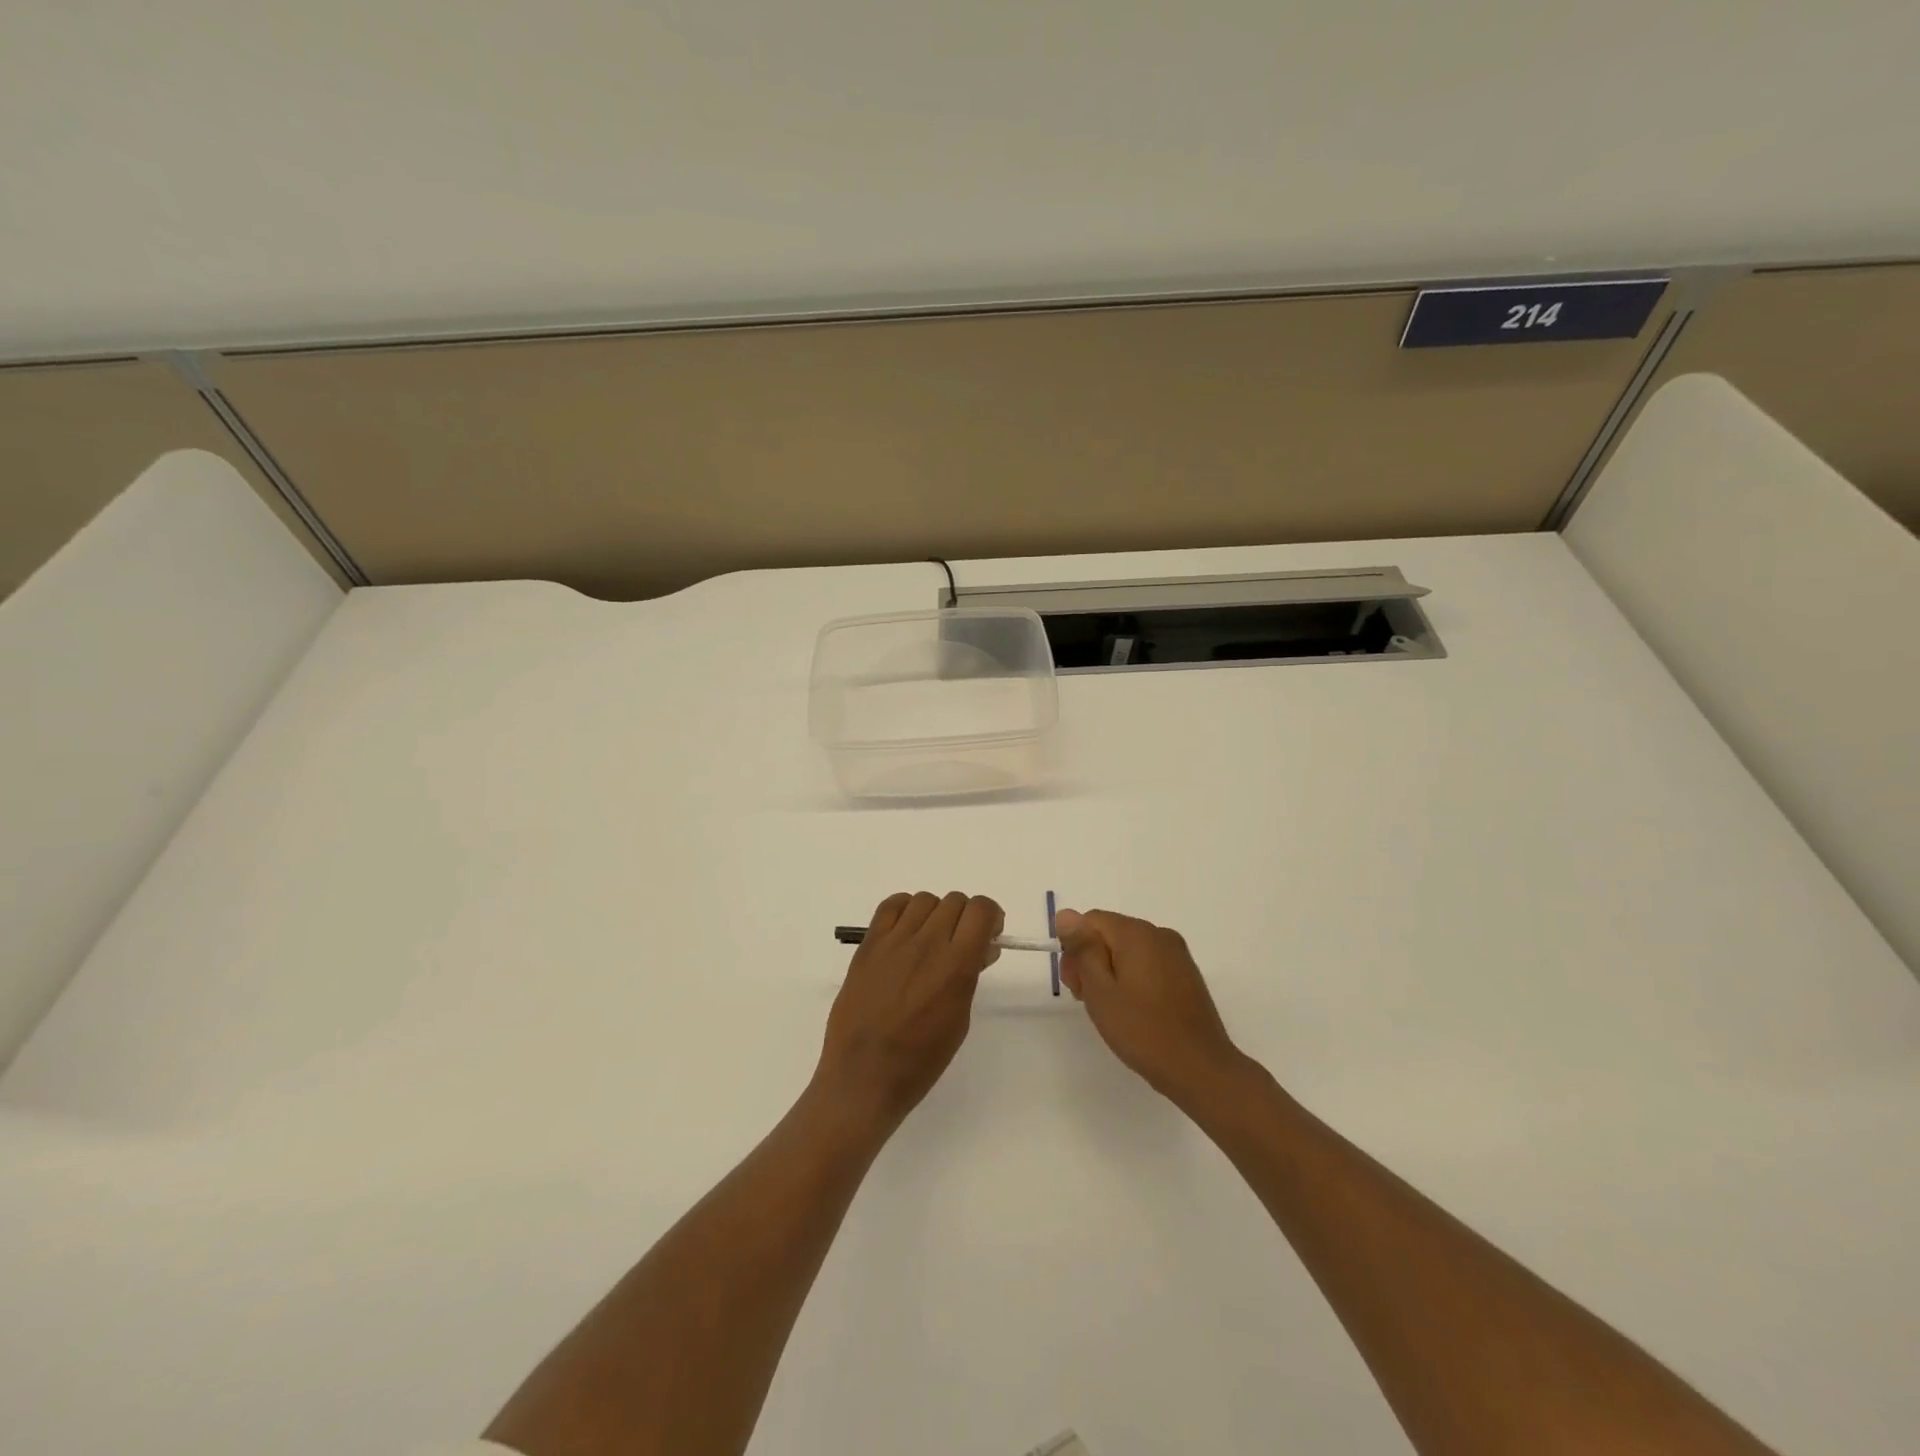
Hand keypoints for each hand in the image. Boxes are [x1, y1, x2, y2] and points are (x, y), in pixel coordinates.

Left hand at [816, 891, 1002, 1132]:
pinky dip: (904, 909)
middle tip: (960, 943)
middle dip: (965, 917)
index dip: (990, 916)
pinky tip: (906, 931)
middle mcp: (927, 944)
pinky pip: (891, 905)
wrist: (864, 1075)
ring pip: (925, 899)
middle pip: (955, 900)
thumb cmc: (920, 1059)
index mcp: (956, 966)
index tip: (988, 934)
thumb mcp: (959, 1019)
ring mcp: (894, 941)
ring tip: (930, 940)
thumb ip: (970, 976)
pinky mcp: (868, 944)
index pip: (981, 910)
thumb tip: (981, 948)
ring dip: (935, 914)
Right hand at [1057, 908, 1244, 1105]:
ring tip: (1112, 1011)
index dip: (1075, 950)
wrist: (1200, 1068)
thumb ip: (1082, 948)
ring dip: (1111, 973)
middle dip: (1092, 961)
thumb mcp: (1100, 990)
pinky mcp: (1186, 974)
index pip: (1090, 921)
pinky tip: (1134, 1011)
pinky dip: (1133, 980)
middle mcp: (1159, 934)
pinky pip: (1148, 964)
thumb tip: (1066, 915)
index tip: (1076, 986)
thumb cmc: (1142, 1030)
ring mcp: (1177, 954)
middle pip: (1110, 934)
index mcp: (1136, 933)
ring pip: (1128, 950)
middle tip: (1089, 1002)